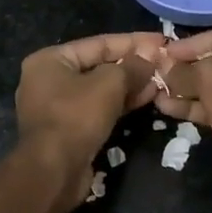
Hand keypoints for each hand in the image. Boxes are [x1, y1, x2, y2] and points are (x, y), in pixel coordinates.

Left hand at [15, 33, 164, 191]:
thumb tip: (150, 57)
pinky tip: (146, 99)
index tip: (160, 40)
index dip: (132, 41)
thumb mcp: (108, 84)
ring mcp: (56, 106)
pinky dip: (120, 103)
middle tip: (163, 63)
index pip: (98, 43)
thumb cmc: (76, 117)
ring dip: (130, 85)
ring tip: (160, 81)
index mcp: (50, 60)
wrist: (53, 172)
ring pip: (100, 89)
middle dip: (132, 65)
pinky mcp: (68, 130)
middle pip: (98, 66)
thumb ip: (131, 67)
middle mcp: (48, 79)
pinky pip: (97, 108)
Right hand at [155, 29, 211, 203]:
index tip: (163, 53)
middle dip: (186, 69)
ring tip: (155, 92)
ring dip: (185, 90)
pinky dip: (194, 107)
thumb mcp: (211, 76)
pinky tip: (167, 108)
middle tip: (157, 73)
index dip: (190, 44)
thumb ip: (186, 69)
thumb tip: (166, 69)